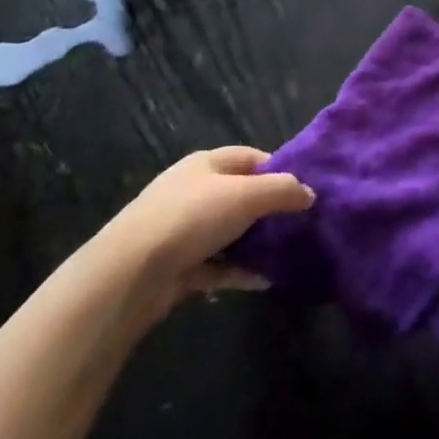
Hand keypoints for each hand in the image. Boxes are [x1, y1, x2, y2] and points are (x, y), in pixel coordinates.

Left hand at [103, 146, 313, 313]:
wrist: (129, 274)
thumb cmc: (191, 218)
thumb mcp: (247, 195)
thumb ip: (283, 190)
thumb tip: (309, 193)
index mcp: (206, 163)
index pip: (251, 158)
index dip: (279, 169)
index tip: (304, 190)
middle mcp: (193, 191)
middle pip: (241, 195)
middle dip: (270, 209)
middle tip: (300, 224)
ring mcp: (182, 230)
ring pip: (230, 232)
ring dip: (256, 244)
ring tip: (287, 254)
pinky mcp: (177, 266)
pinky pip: (217, 265)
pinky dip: (239, 271)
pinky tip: (263, 280)